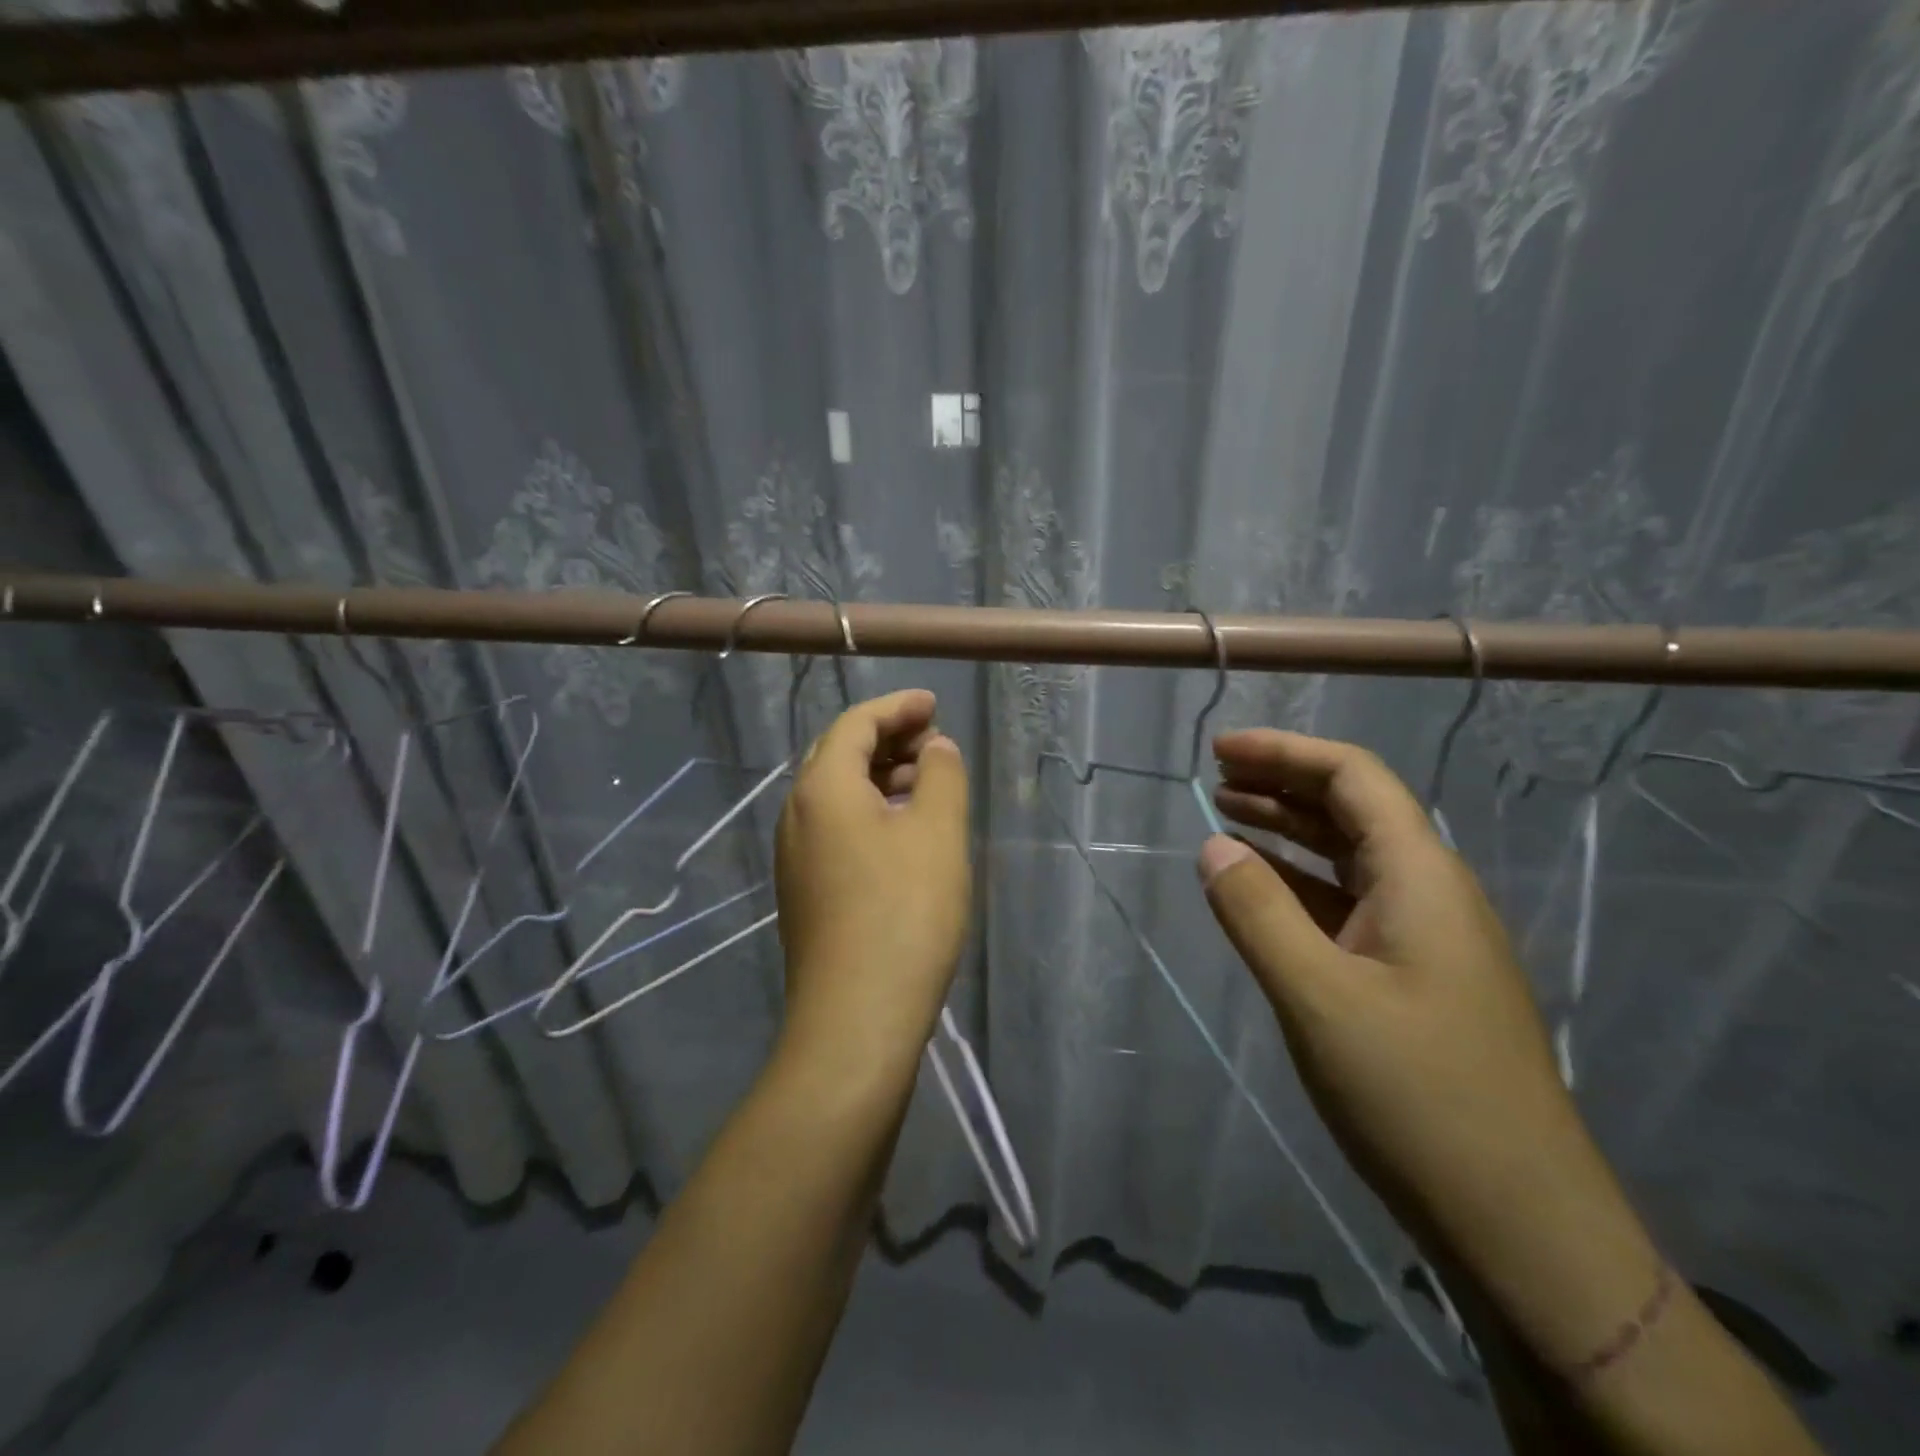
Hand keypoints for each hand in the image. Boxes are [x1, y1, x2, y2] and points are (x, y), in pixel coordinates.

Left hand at [774, 690, 970, 1079]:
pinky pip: (835, 828)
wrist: (856, 1016)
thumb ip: (940, 775)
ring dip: (880, 776)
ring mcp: (794, 856)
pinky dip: (870, 811)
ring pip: (836, 794)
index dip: (897, 707)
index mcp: (822, 789)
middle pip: (839, 755)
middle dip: (887, 738)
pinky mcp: (804, 891)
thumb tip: (934, 748)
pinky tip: (903, 831)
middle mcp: (796, 814)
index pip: (855, 724)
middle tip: (934, 739)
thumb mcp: (936, 832)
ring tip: (927, 782)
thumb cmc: (904, 912)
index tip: (934, 703)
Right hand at [1198, 730, 1643, 1286]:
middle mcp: (1430, 892)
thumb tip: (1213, 846)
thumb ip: (1259, 913)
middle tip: (1213, 776)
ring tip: (1225, 816)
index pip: (1354, 778)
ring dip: (1289, 830)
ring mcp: (1425, 938)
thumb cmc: (1418, 1097)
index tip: (1220, 749)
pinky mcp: (1414, 978)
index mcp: (1421, 877)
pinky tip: (1261, 892)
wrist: (1520, 1223)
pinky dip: (1299, 885)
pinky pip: (1348, 906)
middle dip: (1282, 783)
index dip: (1286, 752)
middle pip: (1353, 809)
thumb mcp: (1318, 998)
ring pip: (1349, 858)